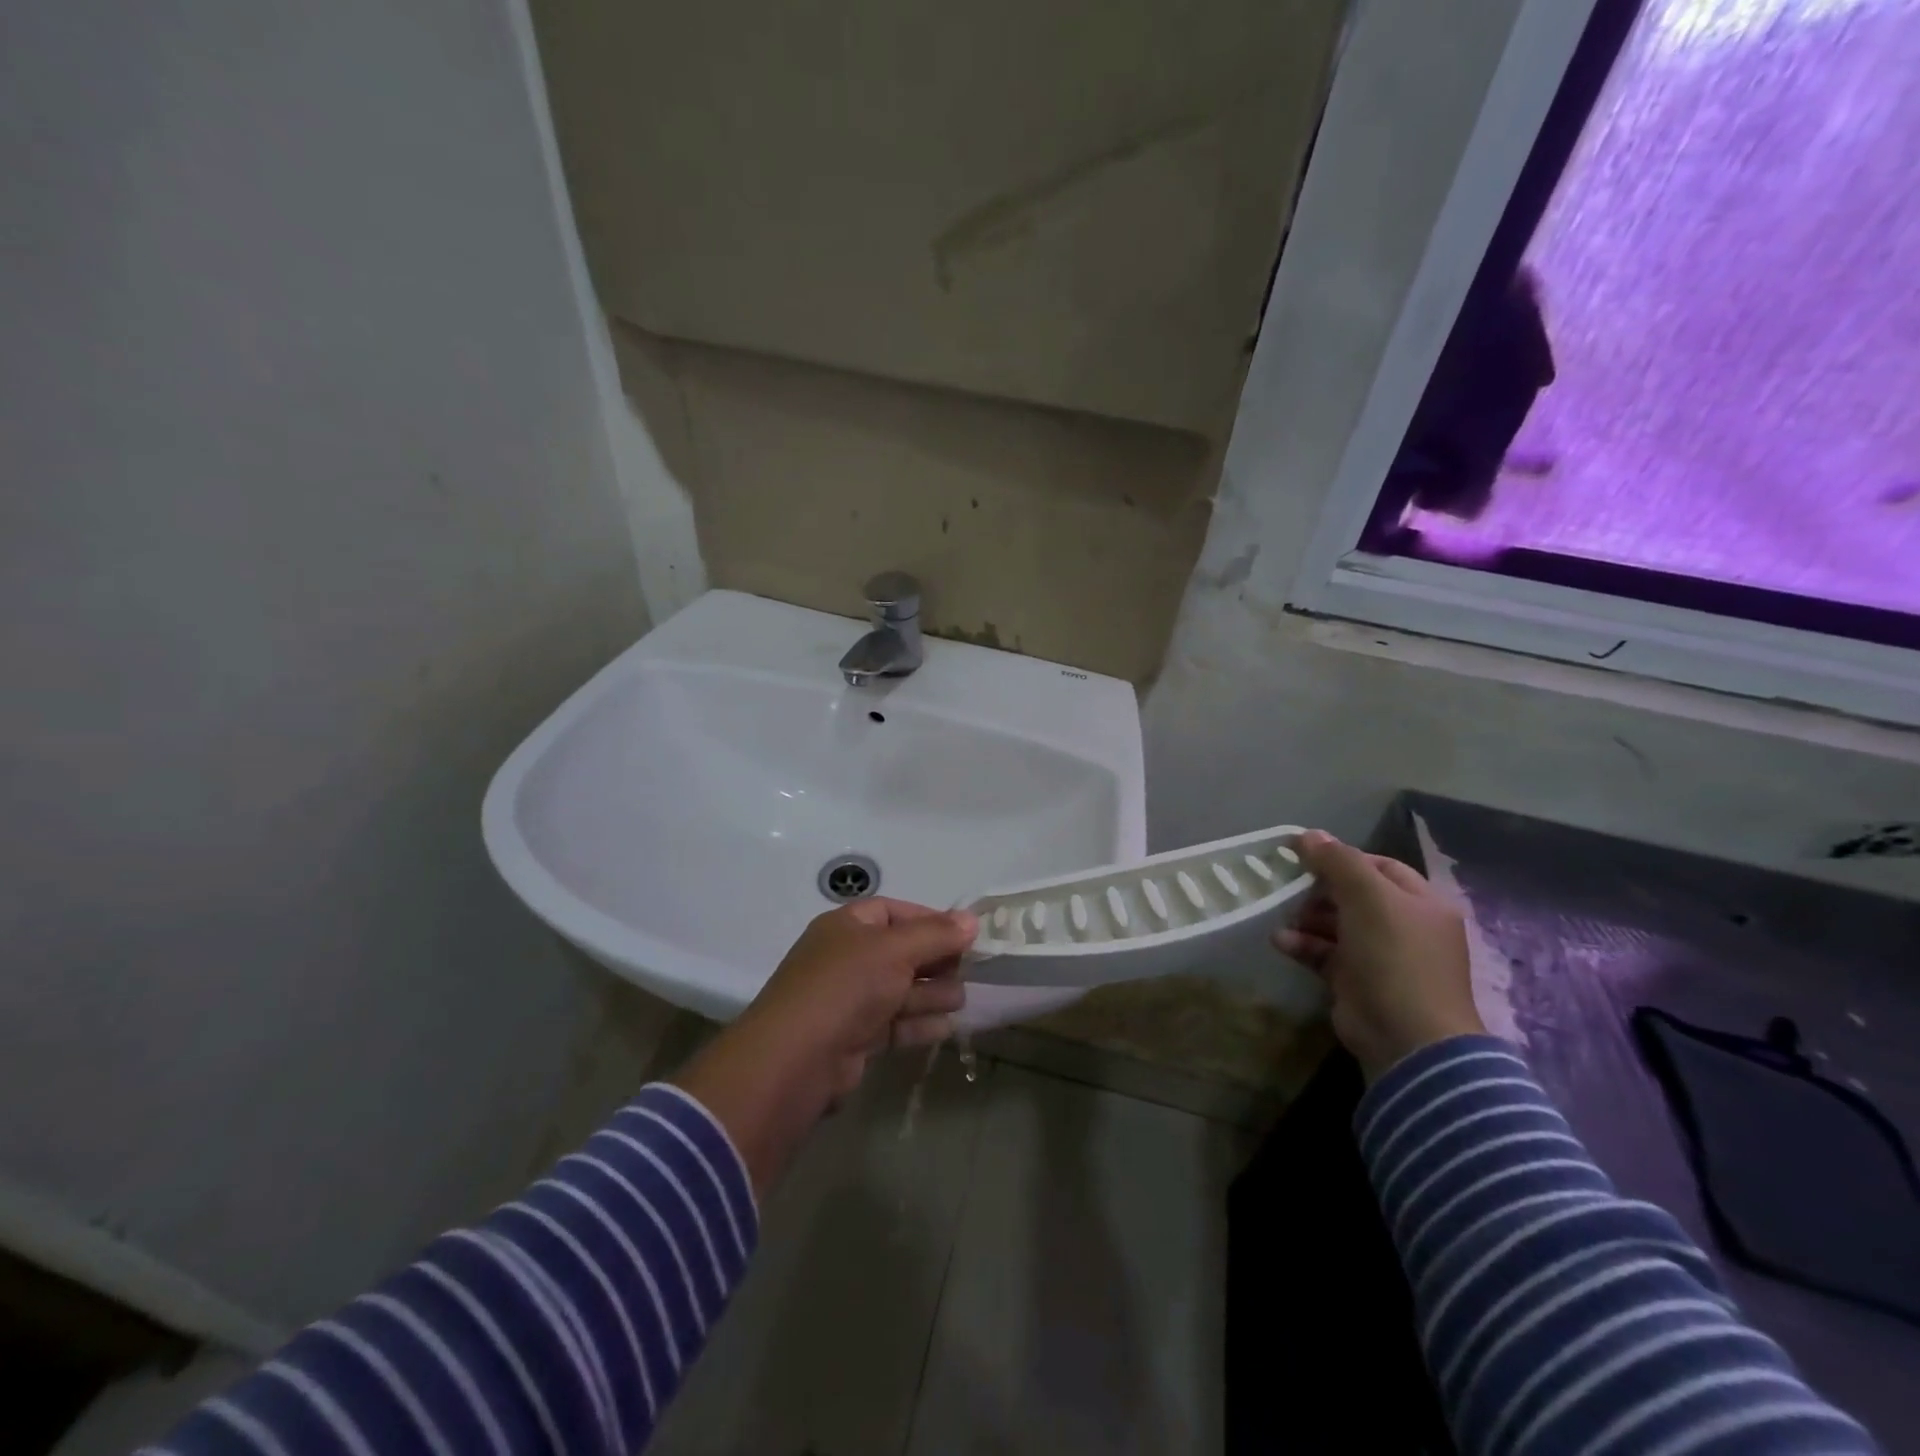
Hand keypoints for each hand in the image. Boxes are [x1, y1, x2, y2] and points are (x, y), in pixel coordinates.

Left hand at [741, 898, 974, 1097]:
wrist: (797, 1060)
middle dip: (935, 960)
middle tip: (968, 970)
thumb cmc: (846, 987)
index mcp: (847, 927)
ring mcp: (849, 1000)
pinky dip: (919, 1023)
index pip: (893, 912)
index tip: (963, 934)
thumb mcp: (895, 950)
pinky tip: (945, 1026)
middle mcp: (846, 959)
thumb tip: (972, 919)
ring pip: (899, 990)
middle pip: (900, 952)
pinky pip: (894, 1023)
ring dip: (931, 993)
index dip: (929, 919)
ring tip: (960, 1000)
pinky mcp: (855, 1038)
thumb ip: (936, 934)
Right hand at [1272, 830, 1483, 1081]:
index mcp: (1421, 903)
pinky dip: (1304, 946)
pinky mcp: (1358, 982)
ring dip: (1306, 918)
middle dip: (1319, 890)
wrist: (1407, 1038)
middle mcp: (1405, 927)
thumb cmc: (1394, 956)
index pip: (1379, 866)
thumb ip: (1337, 861)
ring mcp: (1383, 957)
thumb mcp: (1367, 897)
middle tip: (1290, 888)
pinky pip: (1326, 954)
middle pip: (1355, 895)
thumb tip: (1308, 834)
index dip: (1342, 859)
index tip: (1305, 856)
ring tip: (1283, 917)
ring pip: (1337, 924)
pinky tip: (1281, 942)